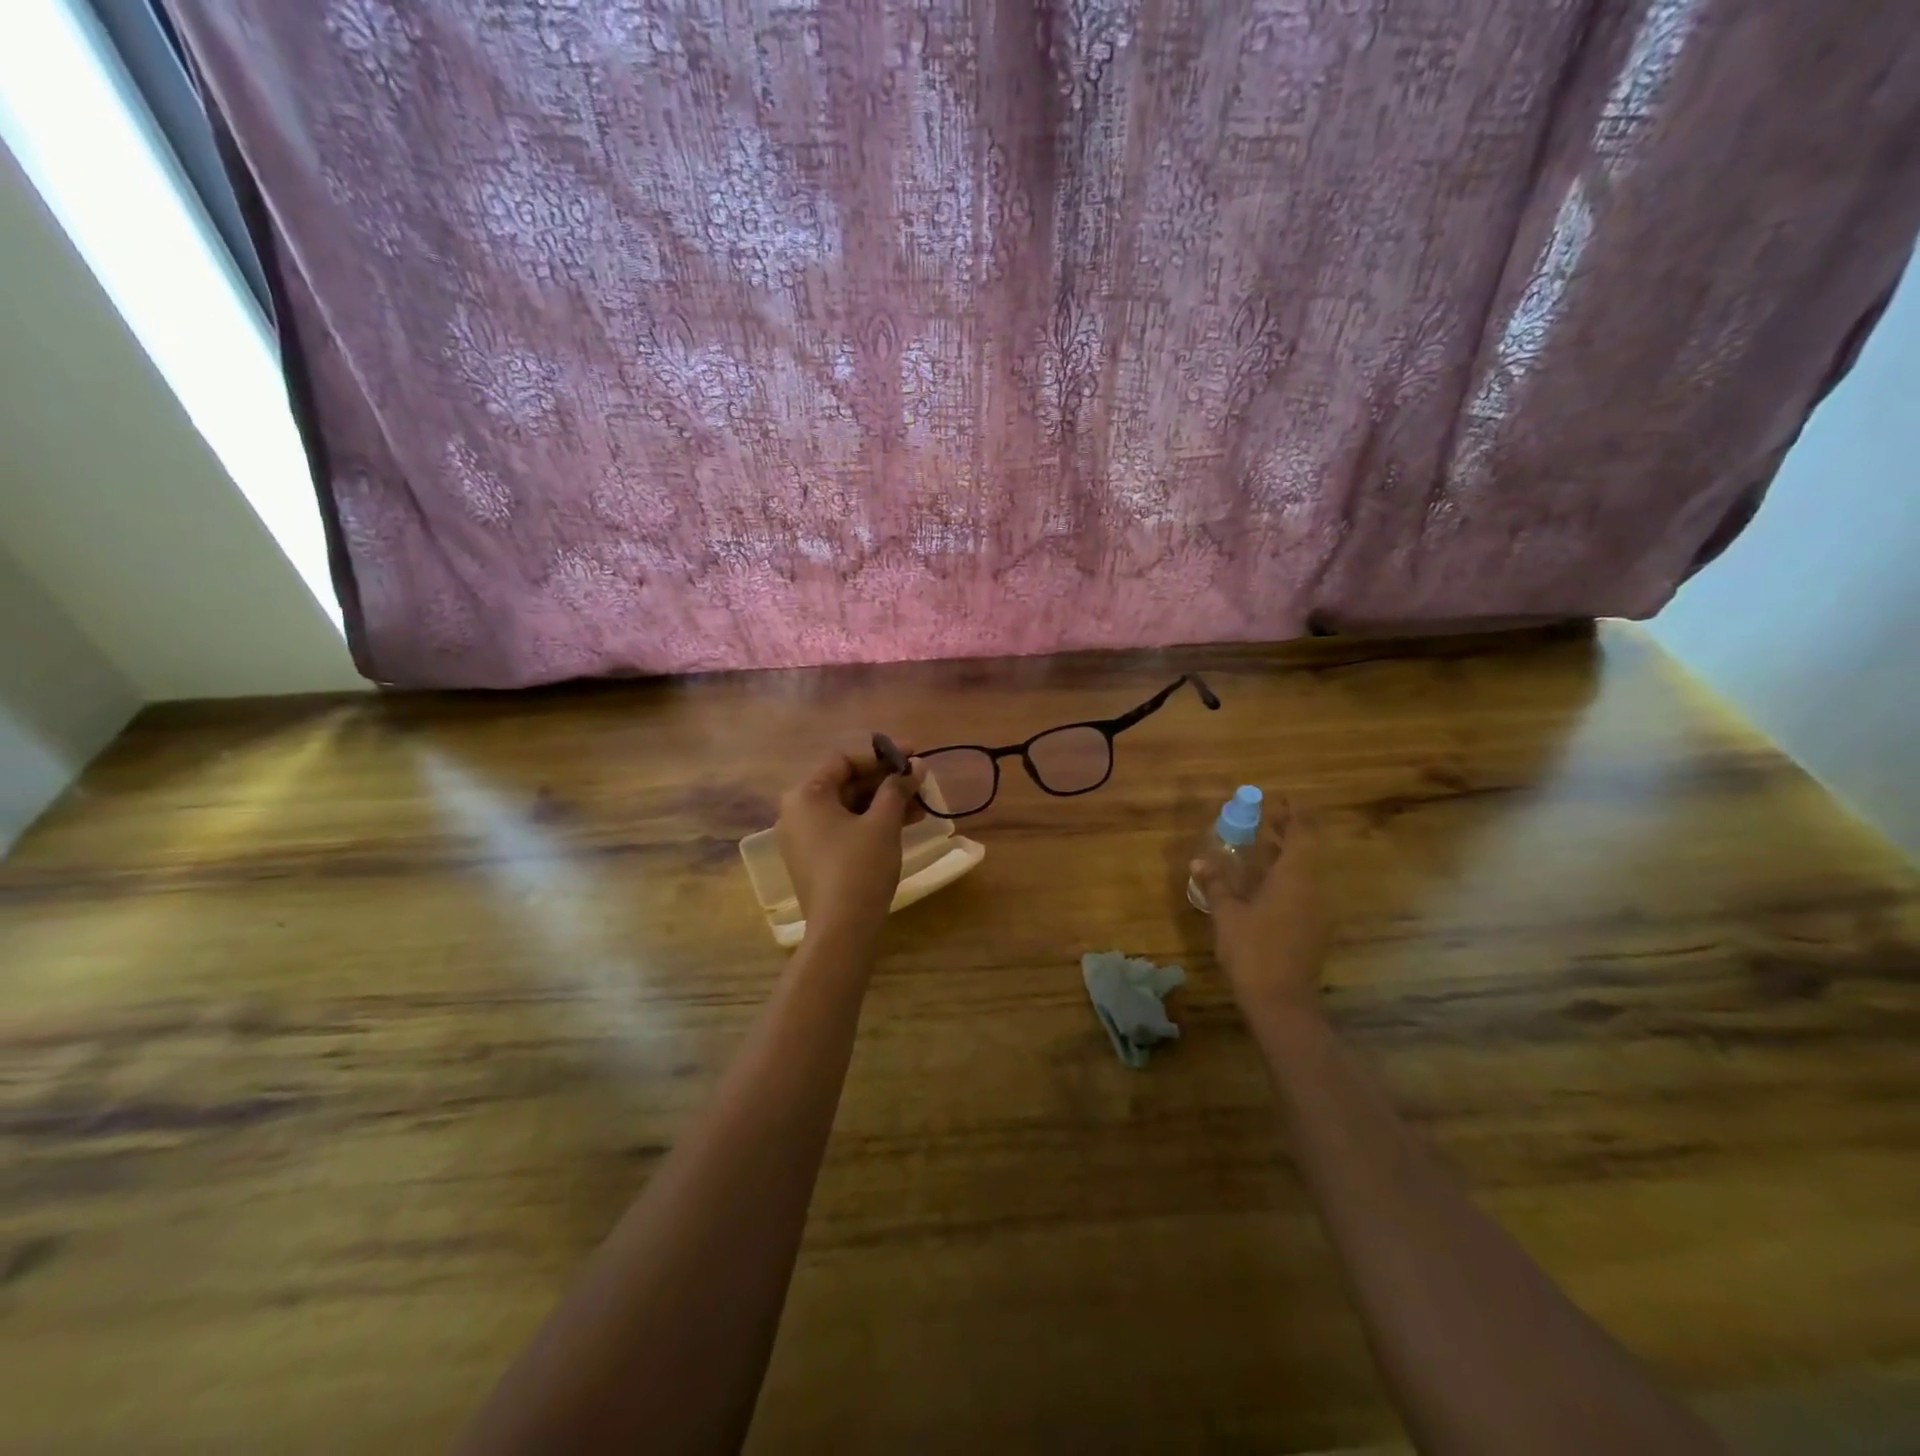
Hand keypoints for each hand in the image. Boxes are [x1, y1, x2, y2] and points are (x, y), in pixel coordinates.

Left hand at [776, 742, 926, 945]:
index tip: (914, 754)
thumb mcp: (883, 822)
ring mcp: (804, 838)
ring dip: (884, 802)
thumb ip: (898, 788)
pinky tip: (904, 824)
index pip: (845, 760)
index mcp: (806, 795)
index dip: (882, 754)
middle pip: (846, 783)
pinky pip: (844, 828)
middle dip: (886, 781)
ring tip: (921, 805)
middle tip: (920, 780)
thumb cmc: (860, 867)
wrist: (842, 930)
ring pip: (848, 808)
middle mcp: (797, 811)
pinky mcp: (814, 859)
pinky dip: (871, 823)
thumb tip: (915, 765)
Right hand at [1191, 804, 1328, 1019]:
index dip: (1292, 812)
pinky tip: (1262, 882)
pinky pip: (1302, 888)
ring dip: (1284, 854)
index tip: (1278, 797)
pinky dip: (1285, 876)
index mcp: (1295, 877)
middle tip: (1262, 816)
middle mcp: (1313, 888)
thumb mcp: (1227, 914)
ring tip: (1258, 844)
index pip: (1301, 833)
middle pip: (1305, 849)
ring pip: (1305, 870)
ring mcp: (1317, 910)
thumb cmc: (1253, 951)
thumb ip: (1216, 883)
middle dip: (1286, 830)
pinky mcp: (1314, 927)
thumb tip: (1200, 861)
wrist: (1282, 1002)